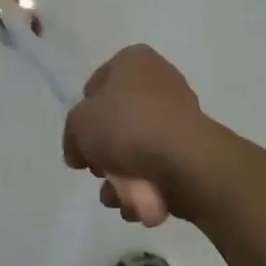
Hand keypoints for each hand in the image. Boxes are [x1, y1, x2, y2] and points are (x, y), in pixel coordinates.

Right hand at [63, 45, 214, 226]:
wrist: (184, 161)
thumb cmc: (127, 126)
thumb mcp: (79, 124)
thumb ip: (72, 134)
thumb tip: (79, 152)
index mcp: (133, 60)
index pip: (96, 86)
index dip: (84, 115)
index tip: (81, 140)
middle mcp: (159, 80)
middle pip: (117, 120)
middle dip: (104, 152)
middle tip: (98, 170)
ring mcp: (179, 114)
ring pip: (137, 148)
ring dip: (121, 176)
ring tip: (115, 197)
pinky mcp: (193, 148)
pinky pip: (159, 166)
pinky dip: (145, 186)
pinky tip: (137, 205)